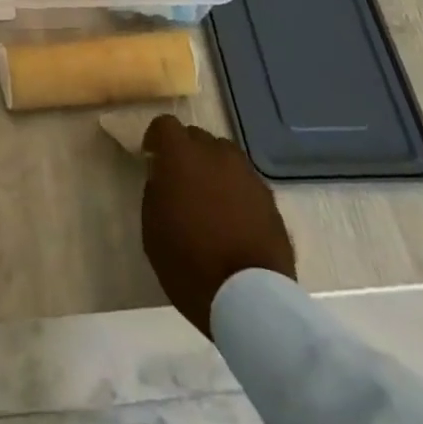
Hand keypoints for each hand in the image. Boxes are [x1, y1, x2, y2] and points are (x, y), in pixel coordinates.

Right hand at [141, 115, 296, 336]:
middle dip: (186, 153)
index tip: (153, 159)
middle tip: (181, 183)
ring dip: (213, 169)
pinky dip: (235, 191)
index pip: (164, 124)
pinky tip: (233, 220)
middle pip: (197, 137)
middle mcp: (216, 154)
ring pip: (224, 156)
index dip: (157, 139)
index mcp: (181, 156)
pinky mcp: (269, 197)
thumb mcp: (153, 228)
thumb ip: (155, 190)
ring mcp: (247, 174)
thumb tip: (163, 176)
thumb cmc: (189, 263)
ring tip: (210, 200)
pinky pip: (245, 181)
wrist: (249, 299)